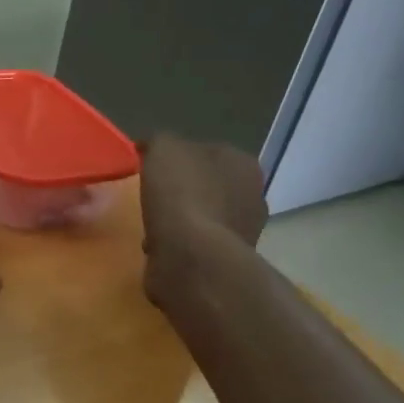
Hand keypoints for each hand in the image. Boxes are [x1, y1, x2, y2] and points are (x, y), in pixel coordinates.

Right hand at [139, 135, 266, 304]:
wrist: (190, 257)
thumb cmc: (180, 195)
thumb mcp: (163, 149)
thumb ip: (159, 141)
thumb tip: (152, 147)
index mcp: (242, 163)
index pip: (207, 151)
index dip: (178, 157)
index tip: (151, 166)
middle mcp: (252, 195)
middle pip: (209, 185)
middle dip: (184, 190)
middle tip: (153, 195)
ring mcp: (243, 231)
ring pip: (204, 216)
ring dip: (182, 220)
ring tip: (154, 224)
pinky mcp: (226, 261)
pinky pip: (197, 244)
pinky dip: (179, 244)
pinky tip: (159, 246)